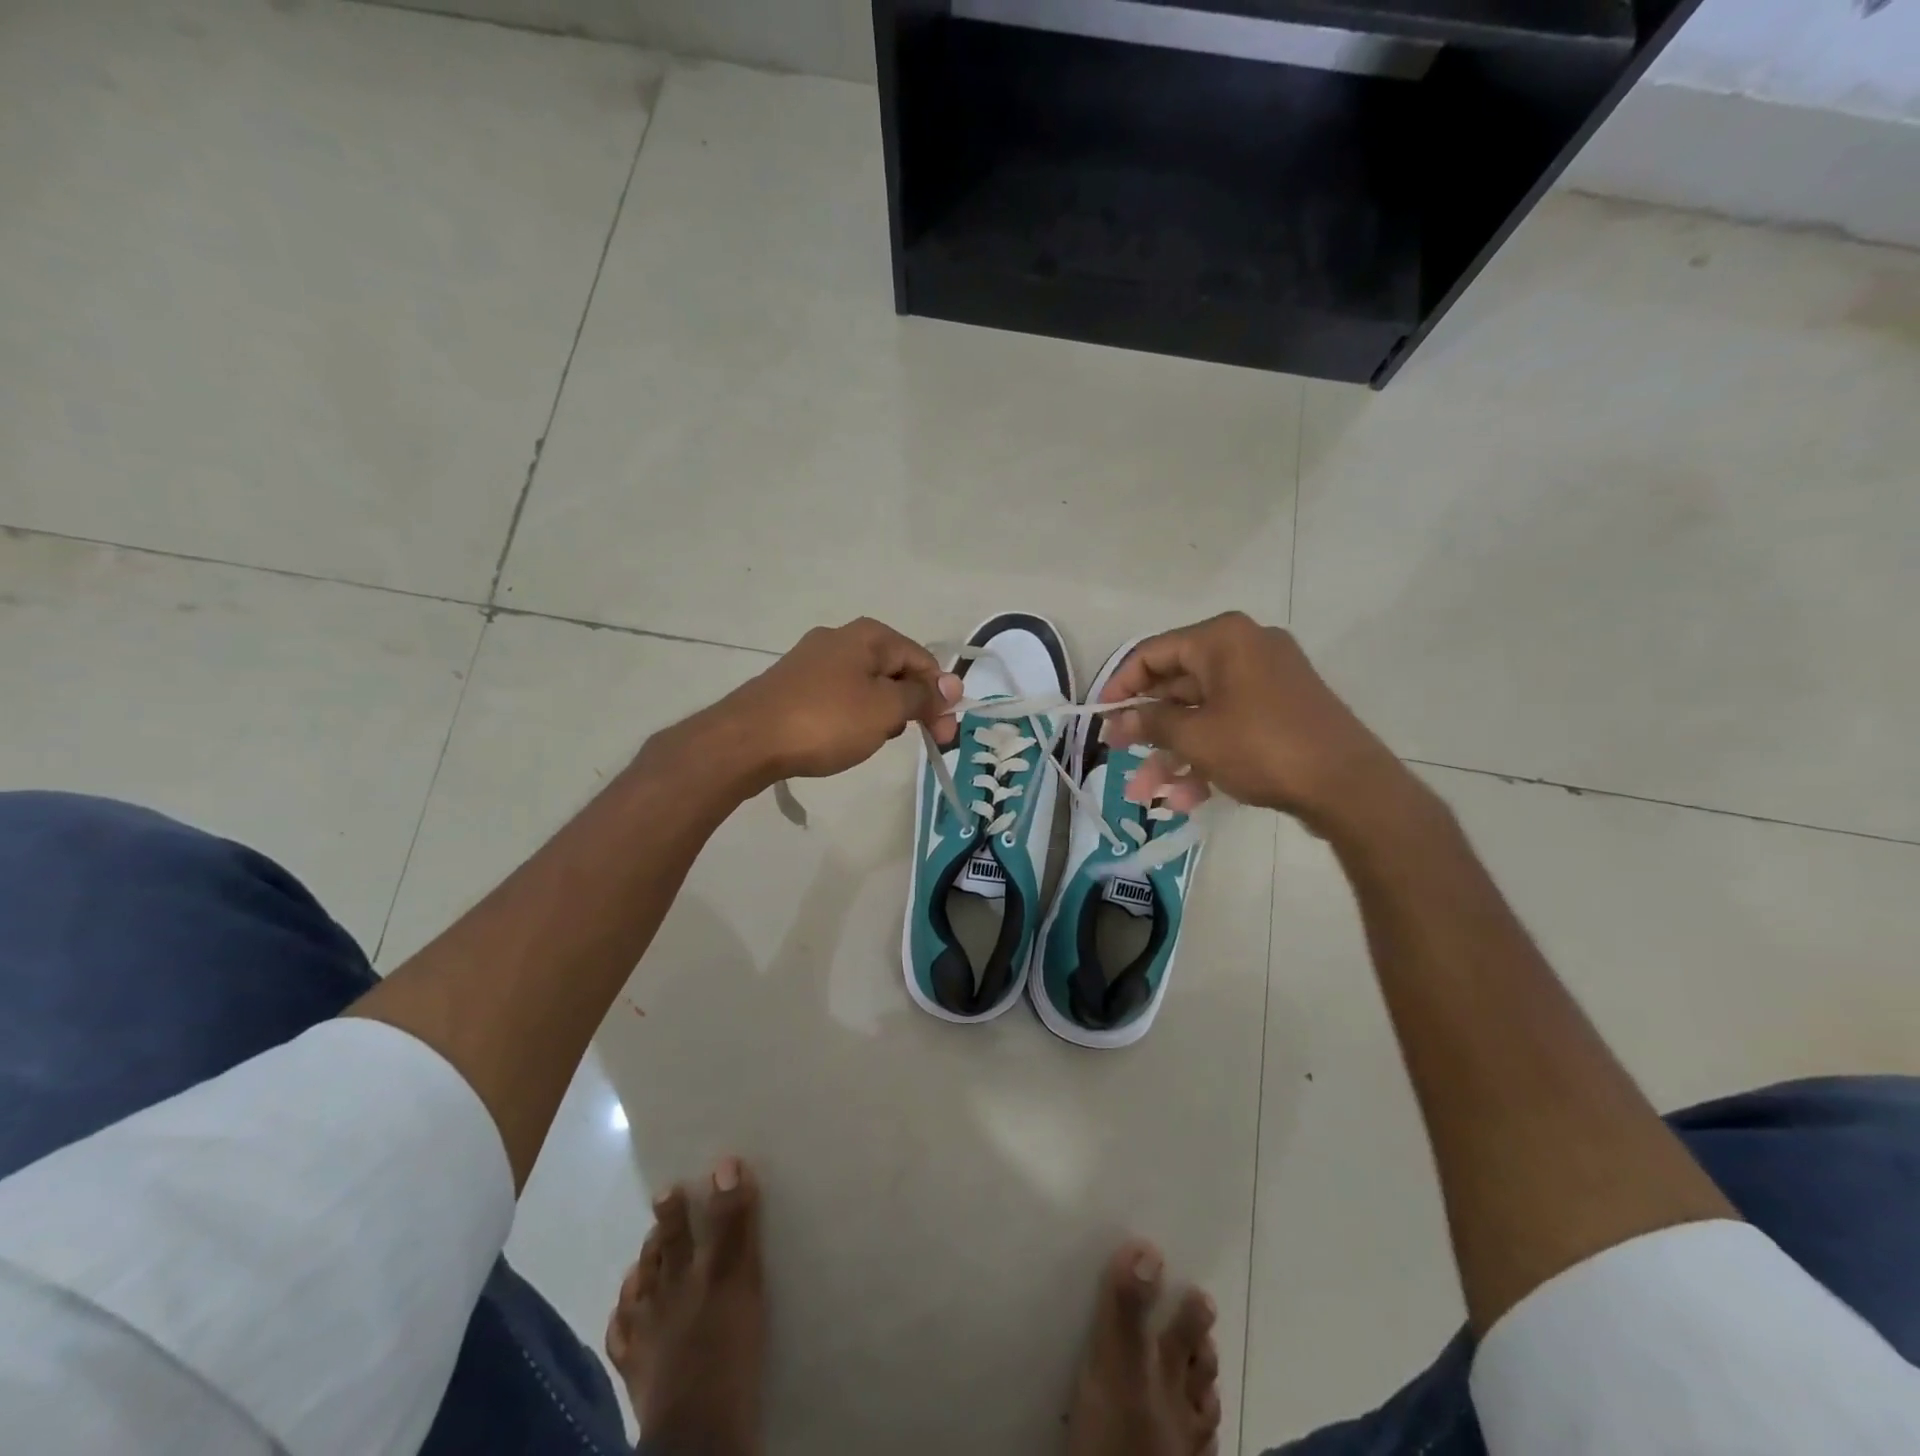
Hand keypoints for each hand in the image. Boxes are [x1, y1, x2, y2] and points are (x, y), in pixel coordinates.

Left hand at [714, 618, 960, 783]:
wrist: (747, 740)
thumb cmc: (826, 720)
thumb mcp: (885, 709)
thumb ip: (921, 696)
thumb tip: (952, 684)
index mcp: (868, 635)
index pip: (921, 660)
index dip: (939, 696)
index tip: (945, 734)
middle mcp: (840, 638)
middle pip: (894, 670)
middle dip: (912, 705)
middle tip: (922, 740)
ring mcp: (812, 661)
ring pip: (866, 685)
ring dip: (882, 713)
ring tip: (876, 741)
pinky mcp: (793, 685)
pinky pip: (839, 697)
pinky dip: (853, 716)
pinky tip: (846, 738)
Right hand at [1100, 612, 1407, 825]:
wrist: (1349, 785)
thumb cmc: (1262, 747)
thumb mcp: (1195, 737)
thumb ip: (1149, 724)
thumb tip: (1114, 722)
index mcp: (1222, 639)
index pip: (1152, 653)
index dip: (1120, 686)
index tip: (1100, 718)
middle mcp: (1244, 650)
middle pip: (1177, 686)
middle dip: (1148, 730)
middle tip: (1119, 756)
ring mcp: (1266, 681)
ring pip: (1202, 714)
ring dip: (1173, 753)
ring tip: (1147, 794)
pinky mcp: (1280, 711)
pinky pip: (1229, 726)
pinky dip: (1207, 755)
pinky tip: (1186, 797)